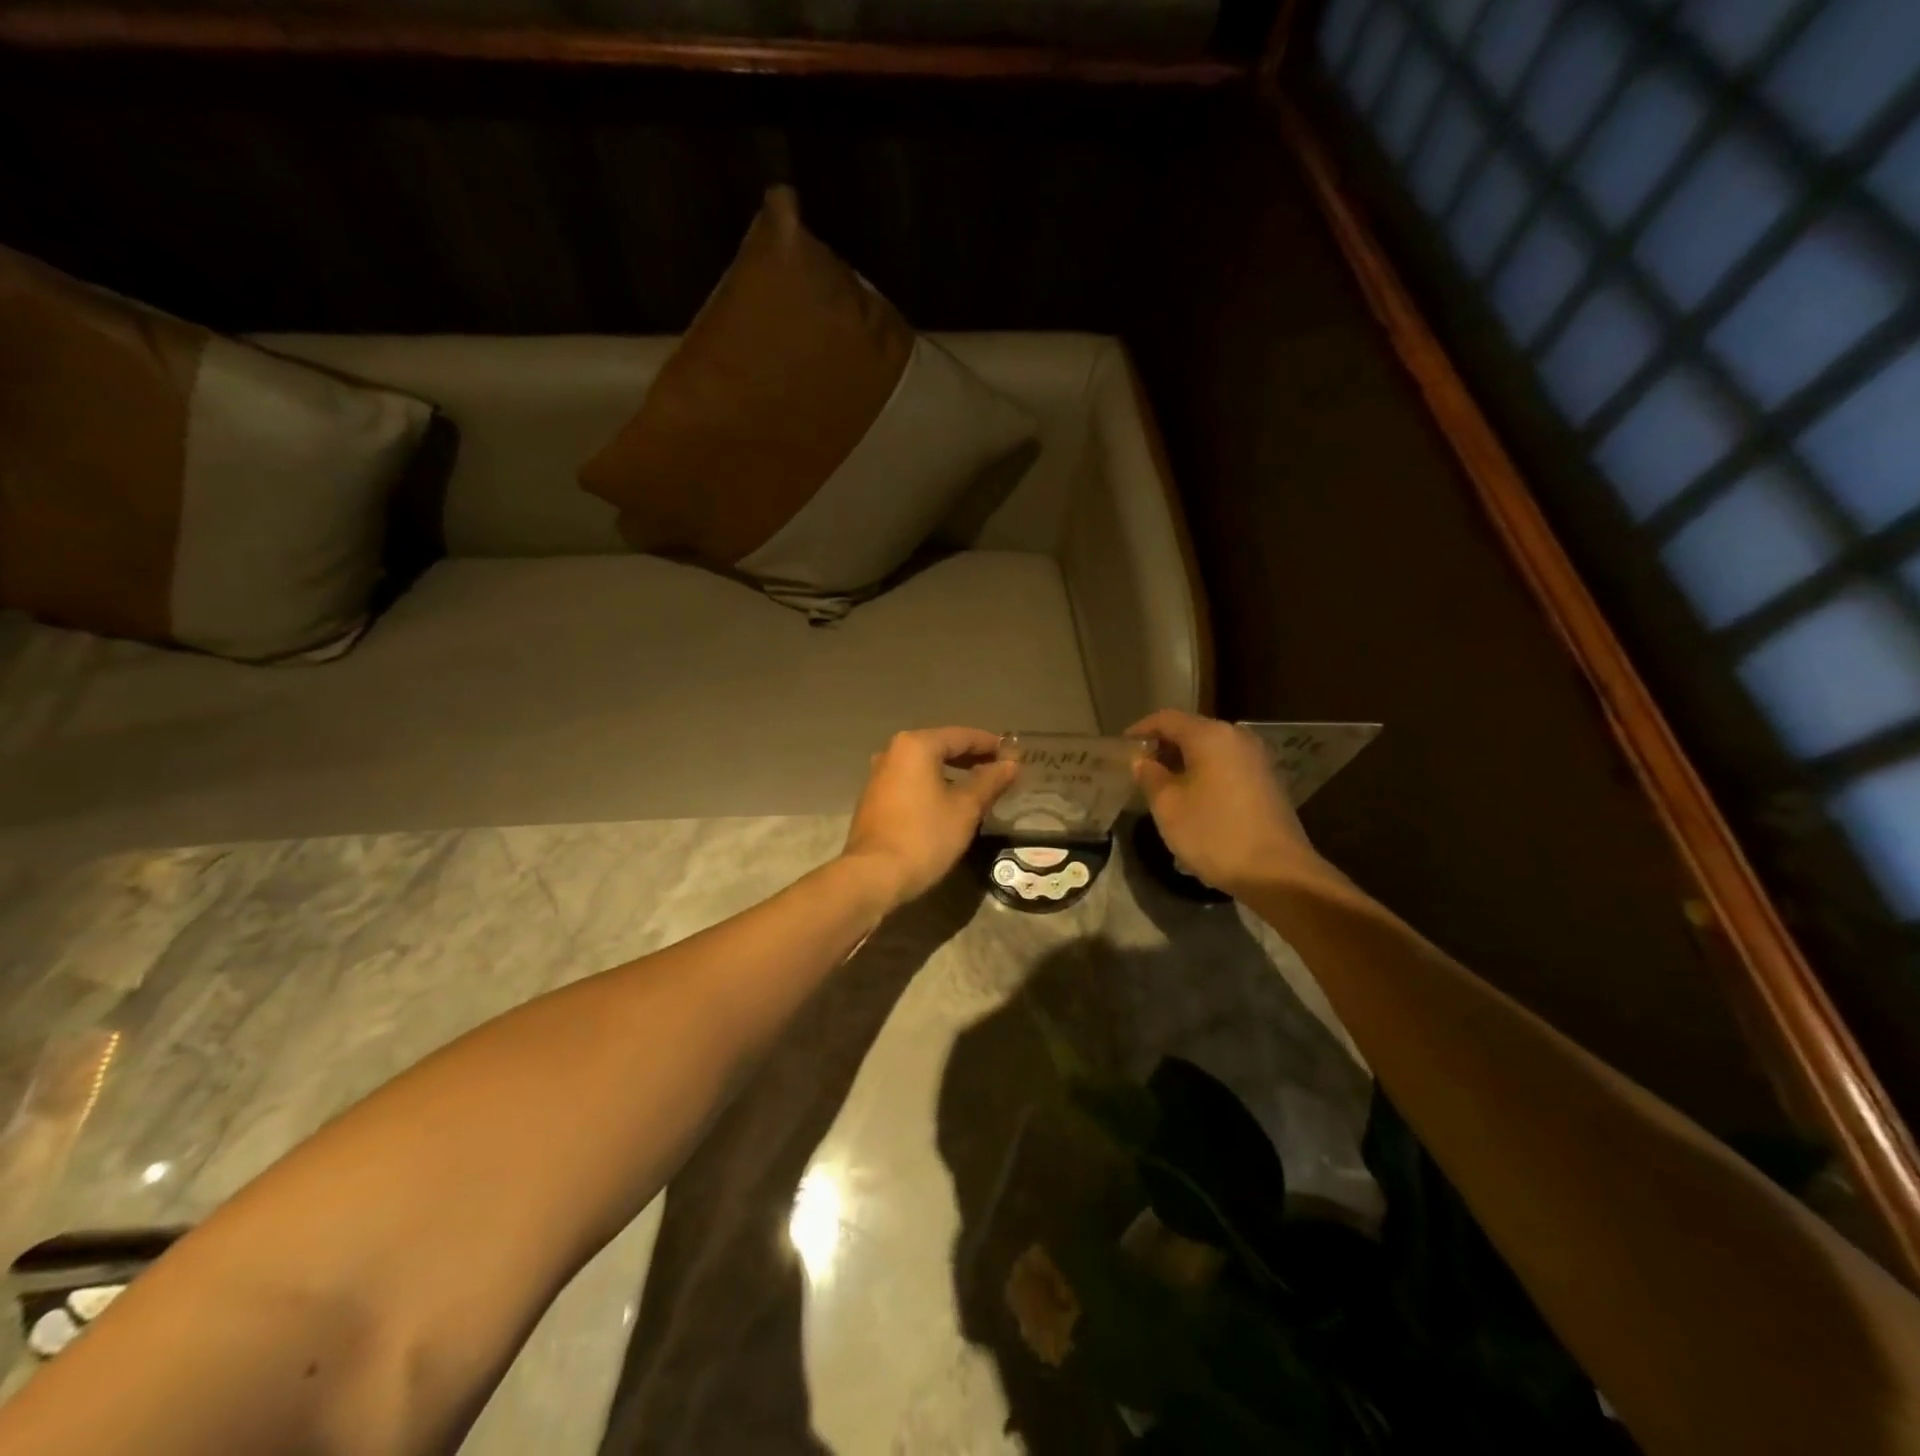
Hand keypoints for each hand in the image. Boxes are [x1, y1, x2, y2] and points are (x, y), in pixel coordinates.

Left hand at [842, 727, 1018, 909]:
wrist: (873, 875)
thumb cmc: (925, 836)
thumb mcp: (966, 809)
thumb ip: (990, 781)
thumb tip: (1011, 763)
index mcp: (916, 746)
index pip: (962, 736)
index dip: (990, 744)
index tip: (1013, 754)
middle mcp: (893, 752)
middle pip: (941, 746)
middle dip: (971, 757)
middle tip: (999, 770)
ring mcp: (879, 774)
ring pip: (924, 764)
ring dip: (952, 771)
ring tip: (978, 786)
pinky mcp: (874, 797)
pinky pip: (911, 780)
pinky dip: (933, 783)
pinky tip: (948, 800)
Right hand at [1128, 709, 1326, 897]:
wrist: (1278, 873)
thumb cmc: (1215, 834)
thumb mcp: (1168, 806)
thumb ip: (1150, 776)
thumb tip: (1142, 761)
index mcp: (1210, 736)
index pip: (1166, 719)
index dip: (1140, 730)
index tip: (1121, 748)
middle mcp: (1237, 738)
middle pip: (1191, 731)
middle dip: (1162, 747)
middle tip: (1138, 770)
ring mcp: (1257, 759)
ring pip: (1210, 750)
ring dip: (1183, 762)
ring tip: (1161, 786)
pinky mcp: (1267, 781)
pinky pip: (1226, 766)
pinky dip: (1204, 774)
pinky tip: (1192, 799)